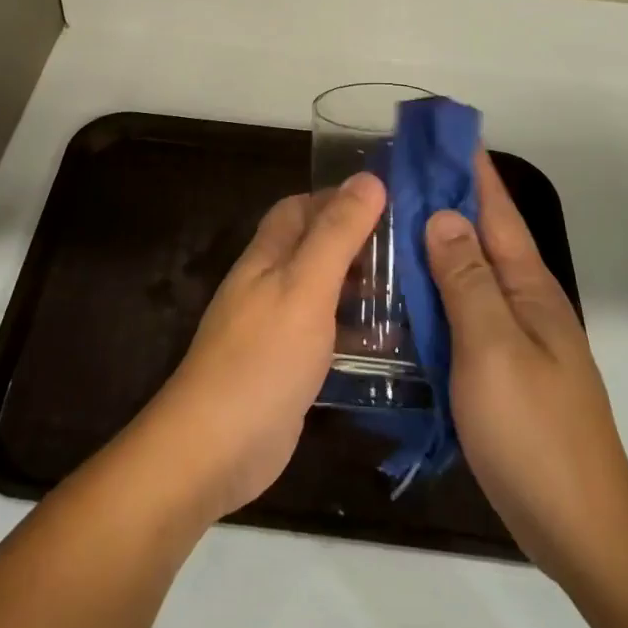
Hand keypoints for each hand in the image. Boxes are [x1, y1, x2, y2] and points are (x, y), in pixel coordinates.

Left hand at [136, 173, 384, 522]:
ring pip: (322, 292)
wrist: (215, 448)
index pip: (301, 207)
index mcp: (268, 256)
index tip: (389, 204)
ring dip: (359, 288)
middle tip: (410, 251)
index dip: (339, 199)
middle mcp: (269, 284)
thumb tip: (369, 178)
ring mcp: (276, 328)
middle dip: (357, 243)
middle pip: (314, 248)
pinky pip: (325, 335)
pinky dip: (354, 331)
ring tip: (412, 291)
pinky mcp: (287, 368)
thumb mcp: (306, 286)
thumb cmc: (262, 358)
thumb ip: (337, 234)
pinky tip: (389, 344)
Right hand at [428, 154, 627, 584]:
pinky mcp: (500, 366)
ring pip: (469, 271)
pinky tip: (405, 291)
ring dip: (436, 241)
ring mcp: (514, 335)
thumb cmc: (534, 431)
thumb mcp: (492, 348)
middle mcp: (524, 300)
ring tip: (390, 219)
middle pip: (481, 233)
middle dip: (445, 197)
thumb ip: (466, 280)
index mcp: (528, 285)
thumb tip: (443, 214)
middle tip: (394, 172)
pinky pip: (463, 309)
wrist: (579, 526)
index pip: (495, 207)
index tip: (437, 131)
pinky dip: (436, 288)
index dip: (468, 166)